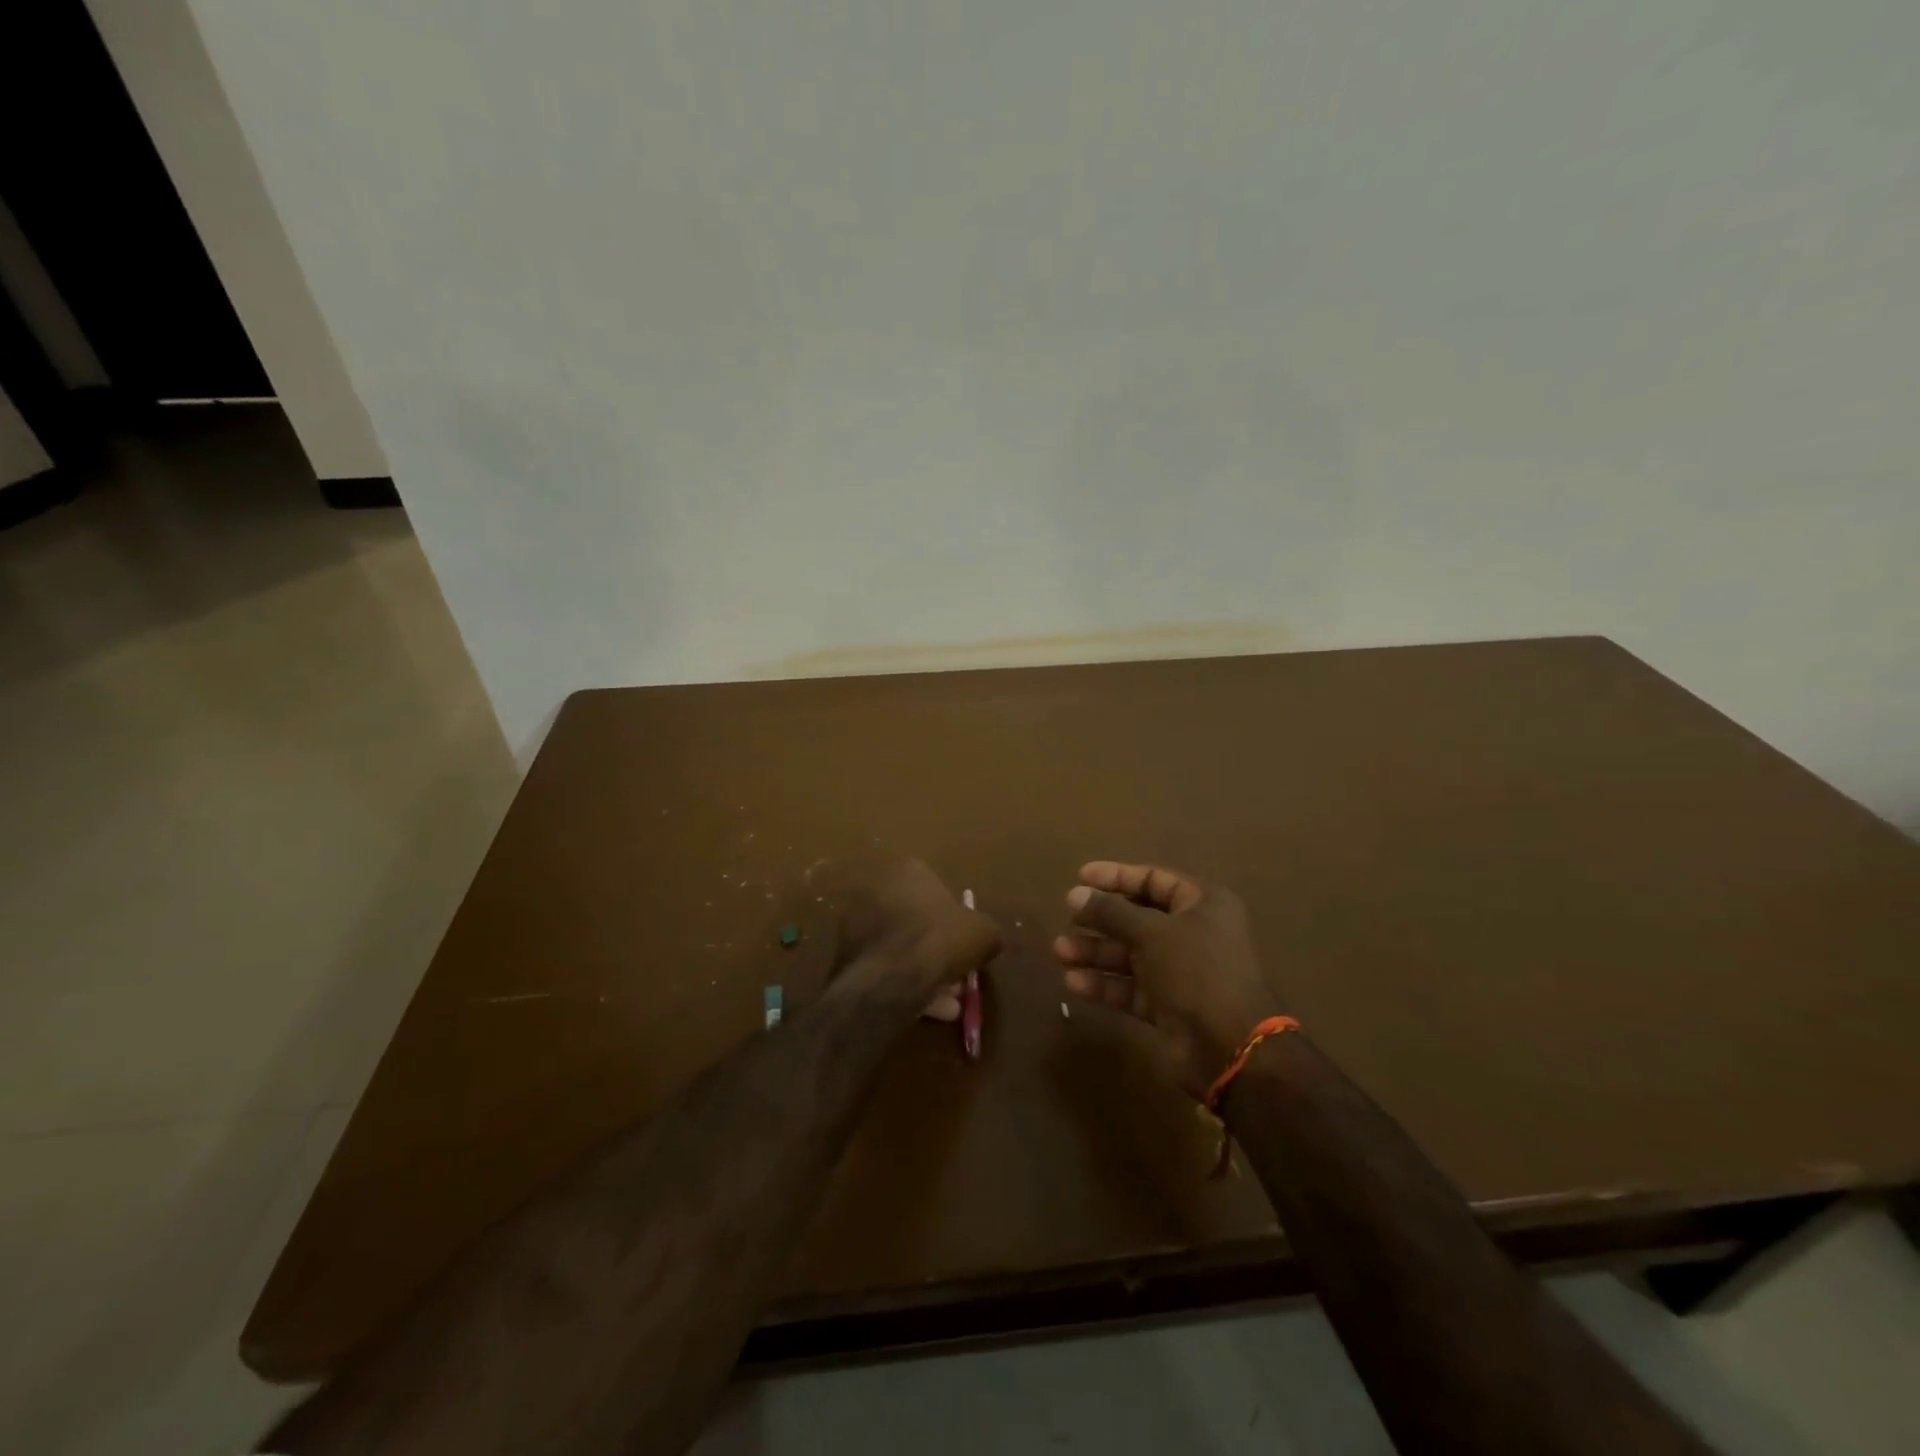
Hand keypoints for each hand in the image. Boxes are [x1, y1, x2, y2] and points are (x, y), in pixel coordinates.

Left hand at [829, 855, 1000, 1010]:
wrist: (891, 977)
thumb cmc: (940, 939)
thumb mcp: (983, 933)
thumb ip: (988, 933)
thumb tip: (990, 941)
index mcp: (909, 871)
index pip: (937, 890)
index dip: (956, 920)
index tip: (967, 944)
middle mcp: (878, 890)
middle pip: (917, 922)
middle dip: (939, 949)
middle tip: (958, 976)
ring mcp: (857, 922)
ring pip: (901, 948)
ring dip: (924, 971)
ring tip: (947, 1001)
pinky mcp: (846, 955)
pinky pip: (885, 968)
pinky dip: (905, 985)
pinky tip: (927, 1009)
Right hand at [1053, 861, 1282, 1099]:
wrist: (1230, 1048)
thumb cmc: (1196, 972)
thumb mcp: (1152, 933)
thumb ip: (1111, 912)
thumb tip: (1074, 894)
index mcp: (1203, 904)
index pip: (1153, 879)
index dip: (1116, 876)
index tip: (1080, 877)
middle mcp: (1193, 933)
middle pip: (1138, 917)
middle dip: (1100, 918)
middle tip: (1067, 916)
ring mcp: (1180, 971)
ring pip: (1130, 953)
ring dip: (1095, 951)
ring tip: (1060, 951)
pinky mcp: (1168, 1004)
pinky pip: (1131, 986)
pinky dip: (1105, 983)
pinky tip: (1074, 982)